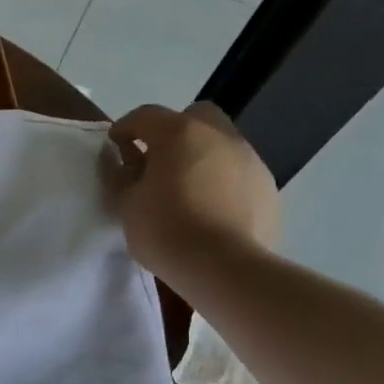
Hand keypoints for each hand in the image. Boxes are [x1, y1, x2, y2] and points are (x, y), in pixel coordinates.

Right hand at [109, 102, 279, 278]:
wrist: (224, 267)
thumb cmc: (166, 231)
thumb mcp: (128, 205)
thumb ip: (126, 176)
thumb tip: (131, 163)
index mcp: (180, 134)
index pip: (146, 116)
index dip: (126, 127)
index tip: (115, 145)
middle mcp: (219, 136)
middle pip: (195, 116)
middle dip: (174, 131)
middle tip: (158, 161)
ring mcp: (250, 159)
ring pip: (221, 143)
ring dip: (201, 157)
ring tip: (187, 190)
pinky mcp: (268, 187)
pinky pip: (238, 172)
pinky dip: (222, 181)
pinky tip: (211, 209)